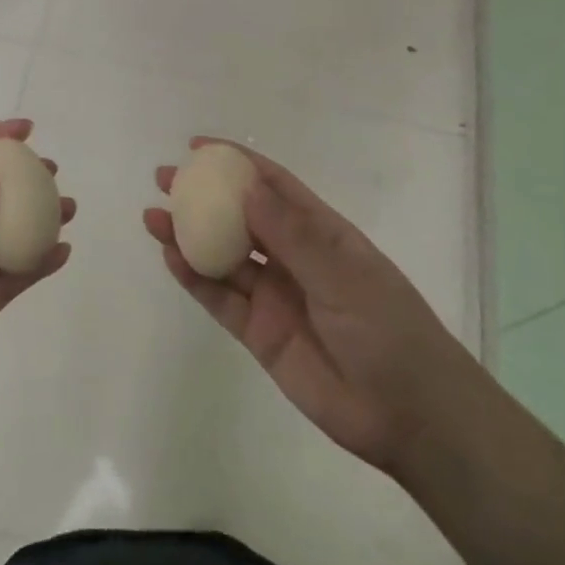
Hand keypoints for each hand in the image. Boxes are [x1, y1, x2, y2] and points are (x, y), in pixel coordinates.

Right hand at [143, 138, 479, 481]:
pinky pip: (220, 298)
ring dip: (189, 235)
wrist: (411, 417)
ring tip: (153, 218)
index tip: (199, 147)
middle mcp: (293, 258)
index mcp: (322, 234)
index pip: (274, 187)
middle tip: (164, 180)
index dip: (238, 164)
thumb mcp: (343, 276)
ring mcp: (274, 295)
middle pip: (239, 218)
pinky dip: (194, 278)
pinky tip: (171, 257)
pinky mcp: (259, 332)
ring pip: (222, 256)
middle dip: (203, 197)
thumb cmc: (388, 331)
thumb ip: (291, 236)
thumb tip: (245, 189)